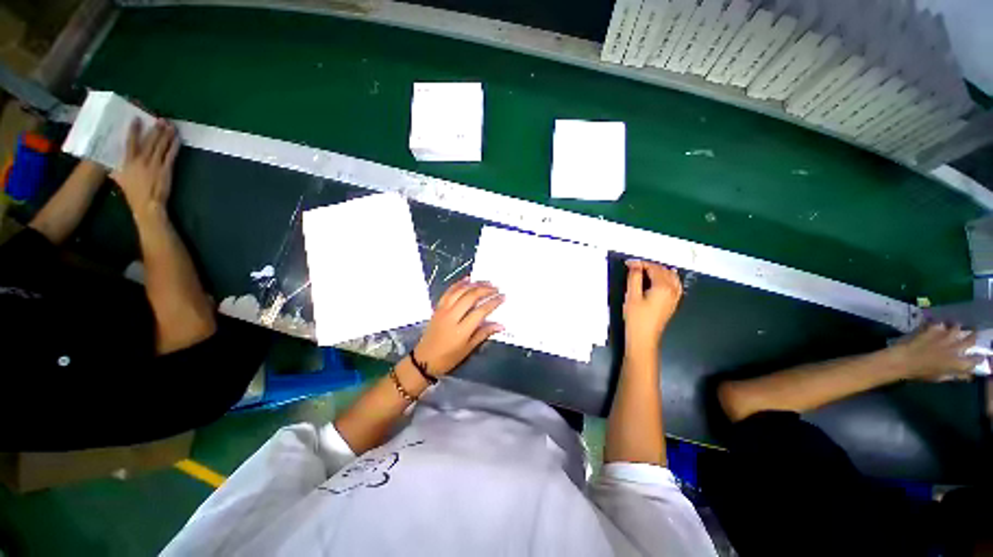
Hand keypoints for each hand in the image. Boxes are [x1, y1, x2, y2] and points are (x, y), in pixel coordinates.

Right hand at [111, 119, 179, 216]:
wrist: (147, 205)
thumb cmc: (133, 194)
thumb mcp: (120, 181)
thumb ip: (116, 172)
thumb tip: (109, 169)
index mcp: (128, 162)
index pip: (131, 142)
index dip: (134, 130)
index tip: (137, 119)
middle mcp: (142, 160)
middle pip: (149, 141)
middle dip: (155, 129)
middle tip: (160, 119)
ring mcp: (155, 164)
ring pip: (161, 145)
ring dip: (166, 134)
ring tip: (170, 125)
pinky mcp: (166, 169)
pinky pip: (171, 155)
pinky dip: (174, 146)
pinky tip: (177, 139)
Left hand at [414, 279, 504, 375]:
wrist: (424, 359)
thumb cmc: (448, 358)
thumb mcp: (468, 349)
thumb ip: (484, 334)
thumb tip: (501, 325)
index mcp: (461, 330)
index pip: (481, 311)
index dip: (493, 302)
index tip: (503, 297)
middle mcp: (452, 316)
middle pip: (471, 297)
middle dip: (485, 290)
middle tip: (496, 288)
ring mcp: (443, 310)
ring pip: (460, 291)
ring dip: (474, 285)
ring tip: (486, 282)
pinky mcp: (438, 308)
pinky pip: (449, 292)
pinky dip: (459, 284)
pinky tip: (467, 279)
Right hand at [624, 260, 681, 352]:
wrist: (644, 338)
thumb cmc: (636, 318)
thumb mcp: (632, 296)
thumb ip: (634, 278)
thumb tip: (635, 265)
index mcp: (663, 287)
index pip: (653, 268)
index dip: (640, 264)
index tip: (629, 264)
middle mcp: (672, 290)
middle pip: (663, 270)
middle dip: (649, 266)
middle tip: (634, 267)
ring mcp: (675, 297)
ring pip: (671, 276)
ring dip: (659, 271)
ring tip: (645, 271)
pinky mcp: (673, 302)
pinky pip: (675, 284)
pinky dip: (667, 278)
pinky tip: (660, 279)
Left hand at [890, 323, 983, 380]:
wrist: (902, 360)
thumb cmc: (919, 372)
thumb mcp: (939, 377)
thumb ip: (954, 374)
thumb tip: (966, 375)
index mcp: (957, 363)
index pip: (974, 360)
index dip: (978, 358)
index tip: (980, 355)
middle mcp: (954, 348)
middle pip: (970, 340)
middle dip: (973, 336)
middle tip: (974, 333)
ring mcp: (944, 336)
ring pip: (957, 328)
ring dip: (957, 328)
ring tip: (956, 326)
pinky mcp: (933, 329)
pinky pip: (939, 324)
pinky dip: (940, 324)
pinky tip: (938, 325)